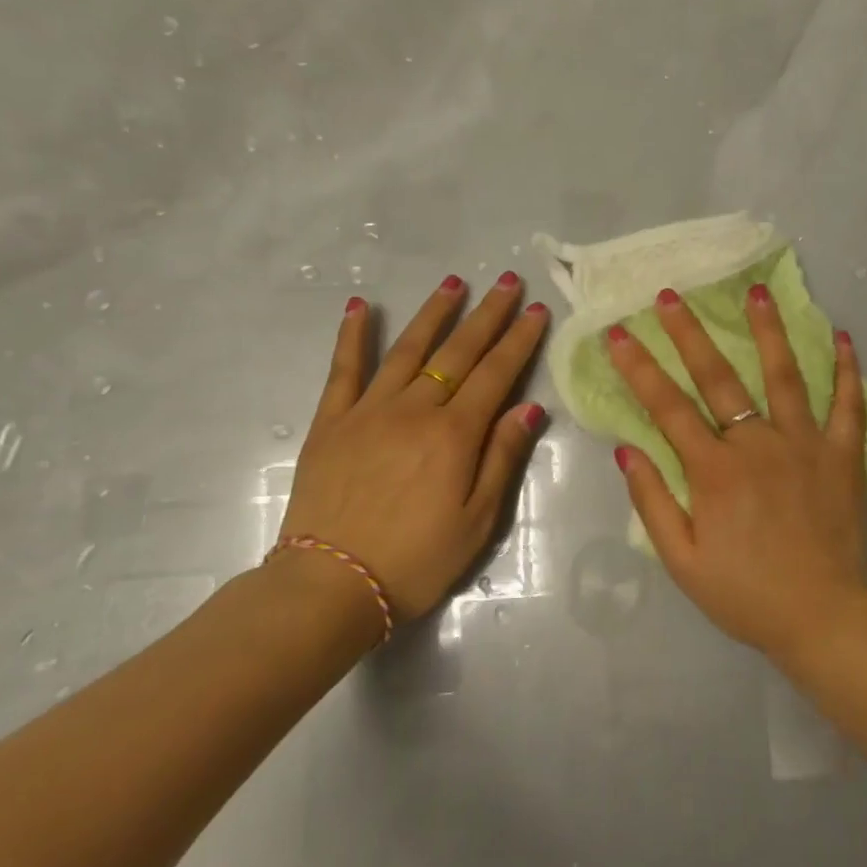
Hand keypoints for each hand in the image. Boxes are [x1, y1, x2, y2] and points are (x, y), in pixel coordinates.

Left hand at [277, 273, 549, 623]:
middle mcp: (415, 409)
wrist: (332, 585)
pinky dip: (353, 336)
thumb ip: (503, 457)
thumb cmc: (417, 559)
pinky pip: (343, 370)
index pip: (496, 373)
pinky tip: (362, 308)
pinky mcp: (331, 422)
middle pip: (458, 351)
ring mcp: (369, 411)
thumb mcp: (478, 519)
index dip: (519, 340)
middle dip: (486, 314)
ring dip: (434, 313)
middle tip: (506, 281)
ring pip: (408, 350)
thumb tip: (530, 406)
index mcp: (455, 434)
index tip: (535, 310)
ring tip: (453, 282)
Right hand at [605, 283, 866, 660]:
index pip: (668, 407)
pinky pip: (848, 405)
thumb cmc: (746, 594)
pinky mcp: (844, 456)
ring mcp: (806, 444)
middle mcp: (758, 445)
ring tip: (757, 291)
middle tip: (671, 295)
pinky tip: (842, 336)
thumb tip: (627, 451)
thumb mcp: (682, 561)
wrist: (823, 618)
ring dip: (769, 330)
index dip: (640, 368)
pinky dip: (846, 370)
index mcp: (714, 471)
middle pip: (719, 378)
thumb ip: (654, 503)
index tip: (620, 333)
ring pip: (785, 375)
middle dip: (690, 333)